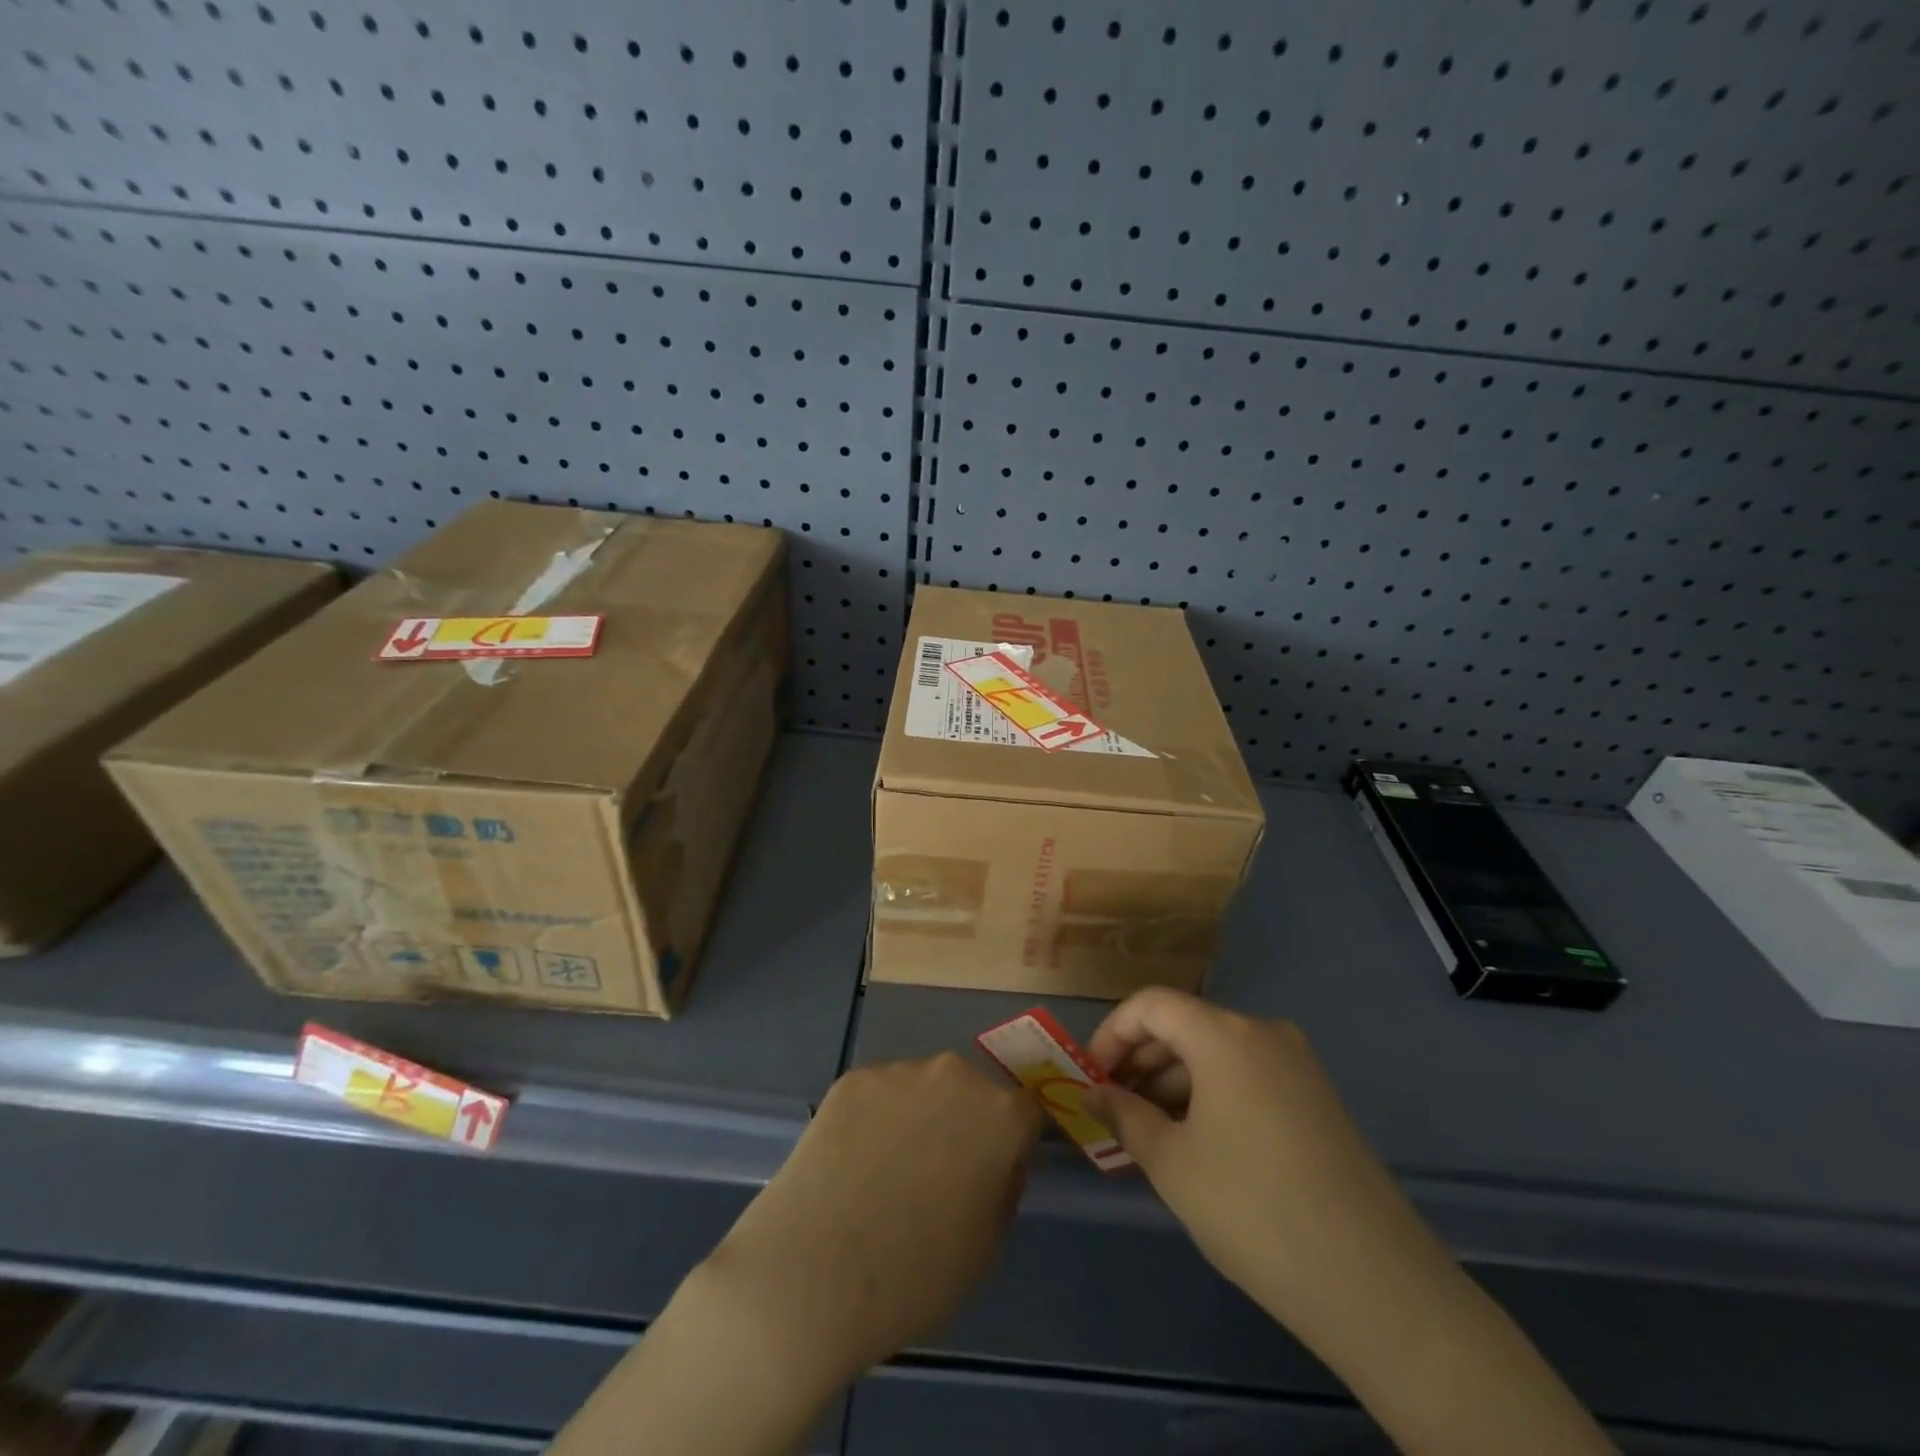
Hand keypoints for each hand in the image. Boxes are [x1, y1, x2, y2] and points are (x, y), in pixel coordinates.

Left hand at [703, 1052, 1041, 1391]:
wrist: (814, 1271)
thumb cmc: (916, 1275)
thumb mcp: (986, 1246)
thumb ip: (1002, 1187)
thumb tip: (996, 1163)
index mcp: (999, 1116)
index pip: (1026, 1112)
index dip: (1013, 1142)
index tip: (995, 1171)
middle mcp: (954, 1076)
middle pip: (971, 1092)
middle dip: (963, 1122)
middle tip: (937, 1174)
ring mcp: (899, 1072)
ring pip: (922, 1089)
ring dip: (917, 1116)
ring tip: (885, 1172)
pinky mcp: (853, 1078)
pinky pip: (879, 1094)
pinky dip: (874, 1118)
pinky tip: (852, 1162)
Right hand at [1086, 990, 1615, 1455]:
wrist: (1375, 1284)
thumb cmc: (1253, 1210)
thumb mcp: (1172, 1163)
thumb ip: (1124, 1116)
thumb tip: (1092, 1093)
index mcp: (1224, 1034)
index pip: (1150, 1005)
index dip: (1111, 1034)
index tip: (1092, 1078)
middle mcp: (1262, 1032)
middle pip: (1184, 1025)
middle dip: (1141, 1060)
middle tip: (1114, 1108)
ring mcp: (1297, 1064)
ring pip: (1215, 1052)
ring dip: (1173, 1081)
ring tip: (1149, 1132)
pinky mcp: (1316, 1098)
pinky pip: (1247, 1075)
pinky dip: (1210, 1094)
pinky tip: (1197, 1142)